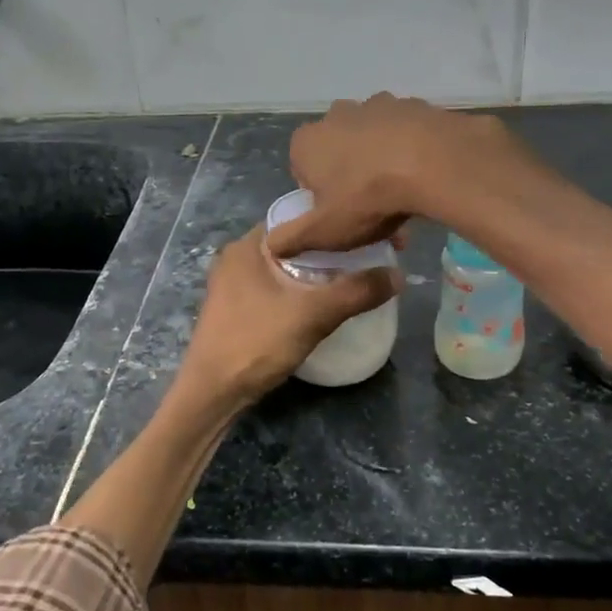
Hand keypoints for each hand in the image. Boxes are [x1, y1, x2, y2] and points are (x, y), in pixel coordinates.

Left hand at [179, 226, 400, 406]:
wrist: (211, 393)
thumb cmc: (255, 343)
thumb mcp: (312, 315)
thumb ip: (356, 291)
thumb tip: (399, 274)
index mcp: (249, 245)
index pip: (300, 216)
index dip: (336, 222)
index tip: (371, 232)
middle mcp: (238, 256)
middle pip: (296, 241)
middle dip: (332, 248)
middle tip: (370, 256)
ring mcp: (234, 282)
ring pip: (287, 265)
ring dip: (318, 270)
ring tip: (355, 276)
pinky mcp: (237, 306)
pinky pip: (278, 285)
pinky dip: (302, 287)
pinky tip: (324, 301)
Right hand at [269, 93, 519, 257]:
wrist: (433, 163)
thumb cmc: (366, 198)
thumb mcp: (324, 231)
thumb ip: (291, 238)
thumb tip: (271, 245)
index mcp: (307, 141)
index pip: (302, 169)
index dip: (320, 195)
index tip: (340, 214)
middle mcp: (337, 114)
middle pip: (338, 151)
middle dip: (350, 175)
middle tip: (372, 207)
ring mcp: (377, 104)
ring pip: (373, 139)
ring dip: (381, 160)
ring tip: (402, 194)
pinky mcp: (414, 104)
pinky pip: (406, 133)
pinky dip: (411, 150)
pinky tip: (424, 175)